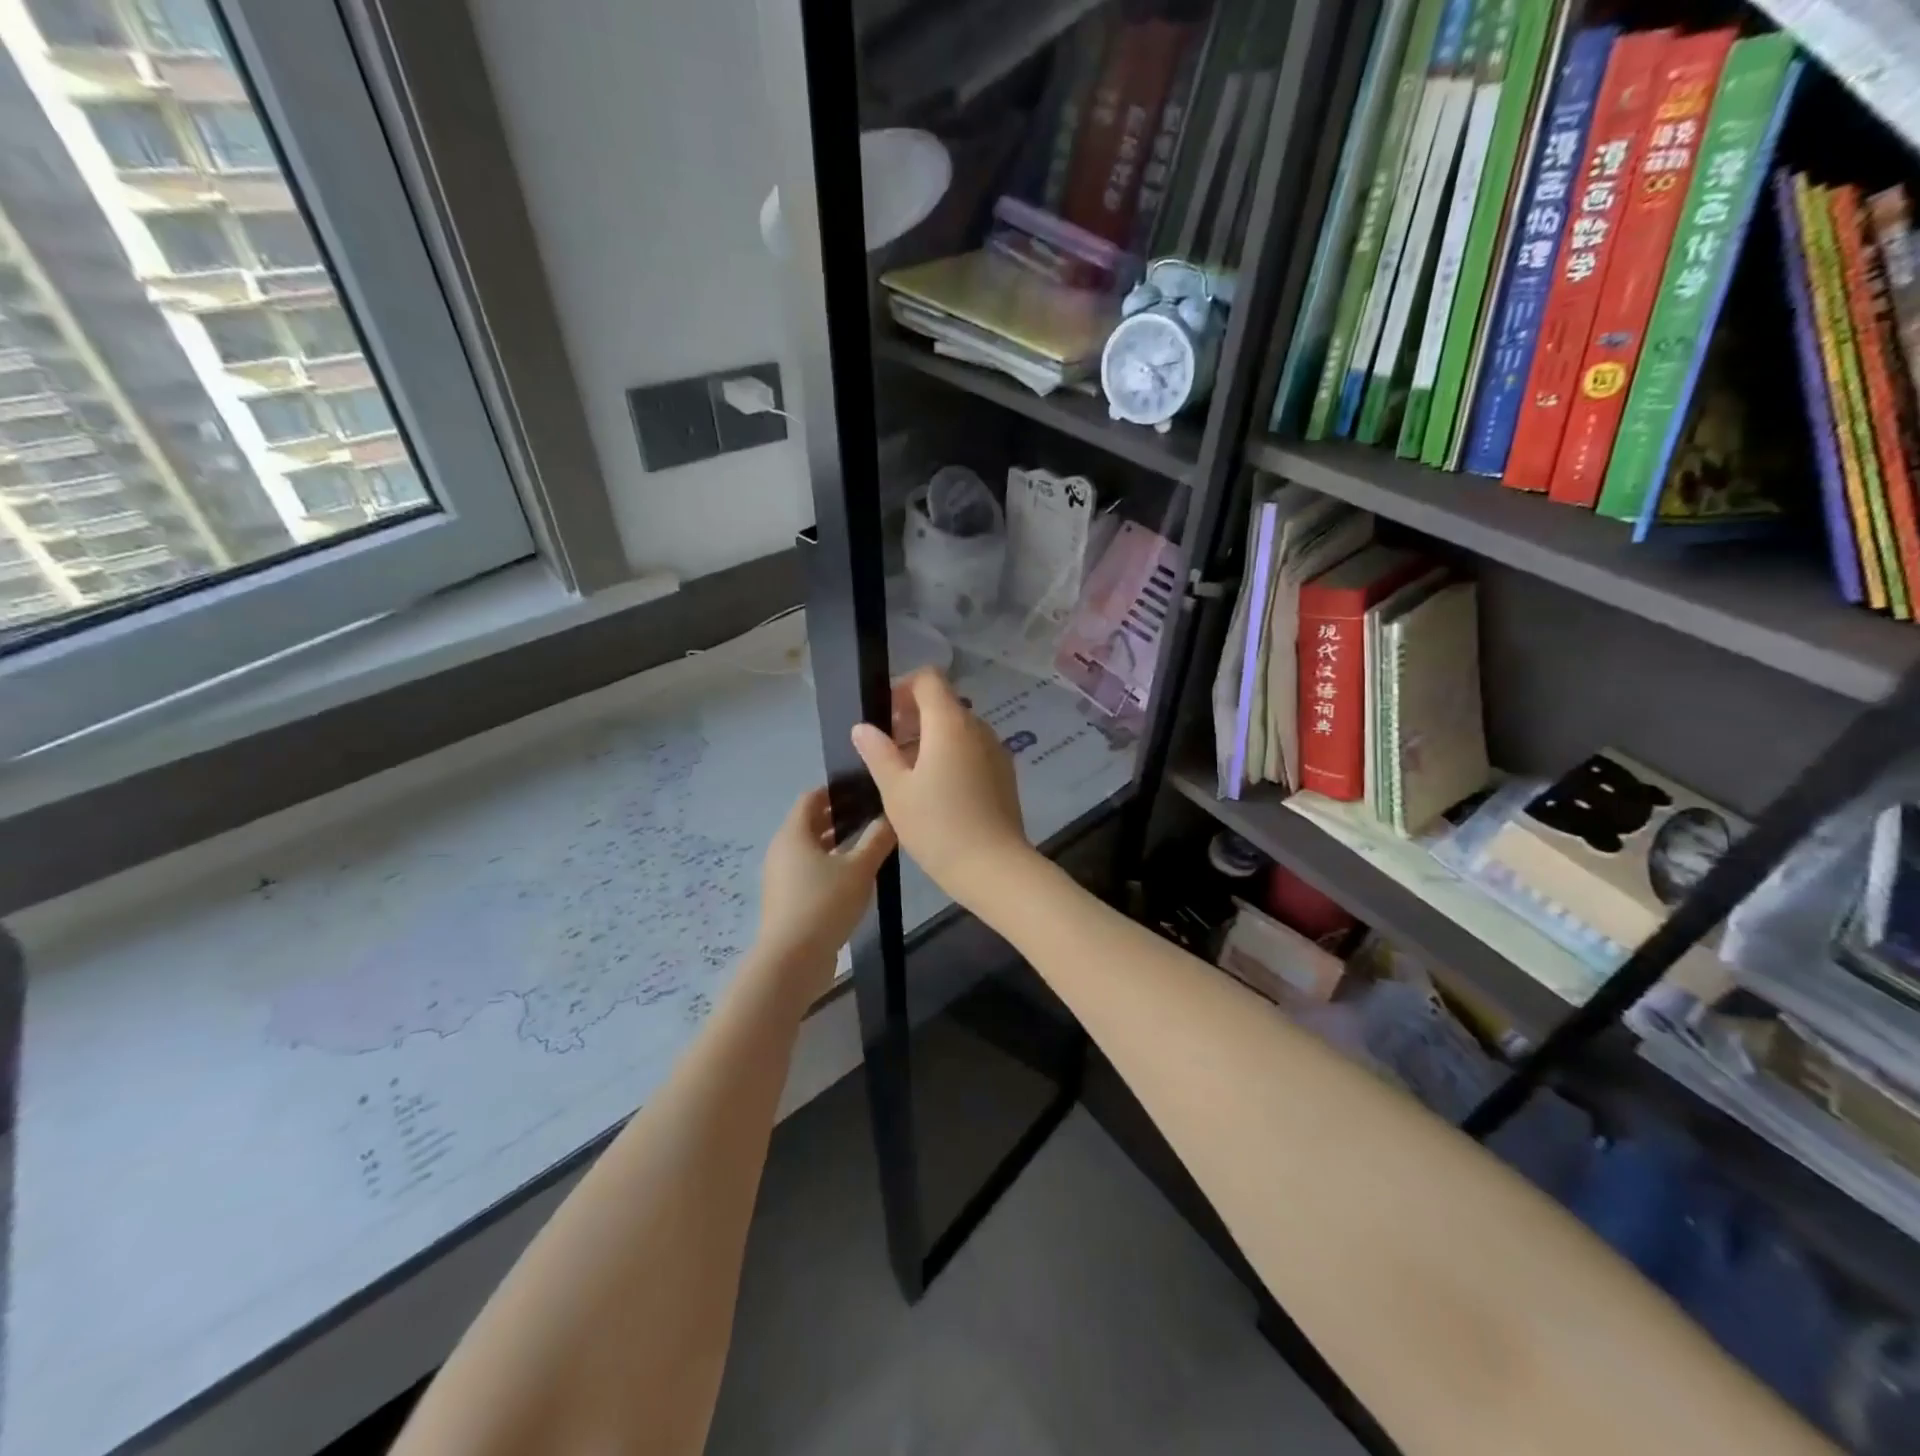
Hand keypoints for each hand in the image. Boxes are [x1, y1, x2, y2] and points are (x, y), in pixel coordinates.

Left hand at [756, 788, 895, 988]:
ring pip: (811, 850)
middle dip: (839, 818)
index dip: (836, 791)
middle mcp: (782, 850)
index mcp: (794, 834)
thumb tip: (890, 816)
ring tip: (869, 847)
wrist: (792, 960)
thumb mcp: (859, 869)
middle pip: (810, 823)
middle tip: (872, 817)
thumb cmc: (824, 904)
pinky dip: (830, 867)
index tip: (864, 791)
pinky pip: (809, 873)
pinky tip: (855, 879)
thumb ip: (877, 840)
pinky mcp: (787, 901)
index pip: (811, 798)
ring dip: (836, 845)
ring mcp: (782, 878)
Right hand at [850, 669, 1034, 907]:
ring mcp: (996, 750)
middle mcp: (978, 728)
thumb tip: (863, 727)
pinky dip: (951, 755)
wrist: (994, 868)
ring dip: (931, 739)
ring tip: (907, 774)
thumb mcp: (896, 790)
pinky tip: (936, 791)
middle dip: (912, 717)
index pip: (928, 679)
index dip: (902, 688)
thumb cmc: (938, 826)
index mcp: (950, 723)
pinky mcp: (1004, 774)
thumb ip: (878, 752)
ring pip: (958, 729)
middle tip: (887, 749)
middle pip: (944, 704)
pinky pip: (973, 750)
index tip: (883, 716)